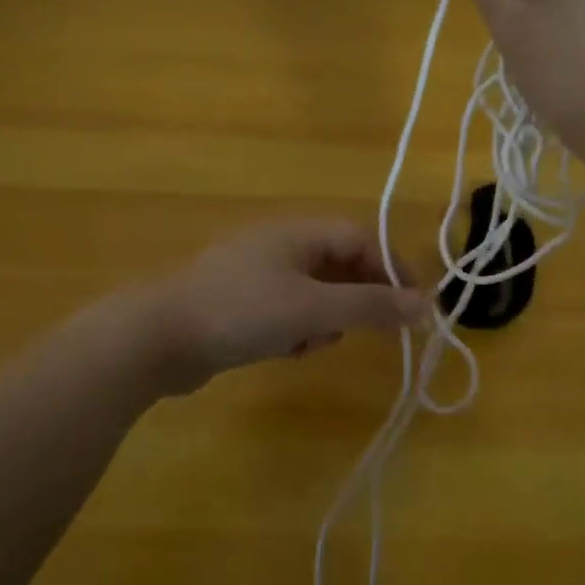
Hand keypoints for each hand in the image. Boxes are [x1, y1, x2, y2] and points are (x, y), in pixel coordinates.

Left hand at [144, 219, 427, 394]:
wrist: (157, 338)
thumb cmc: (242, 312)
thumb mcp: (314, 308)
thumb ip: (371, 306)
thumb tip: (426, 306)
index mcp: (296, 232)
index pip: (361, 238)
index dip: (391, 269)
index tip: (410, 307)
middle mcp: (278, 246)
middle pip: (338, 265)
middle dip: (355, 299)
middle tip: (364, 331)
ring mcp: (255, 276)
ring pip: (313, 294)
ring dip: (323, 320)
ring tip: (309, 343)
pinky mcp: (239, 306)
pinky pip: (285, 313)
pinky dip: (294, 331)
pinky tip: (283, 351)